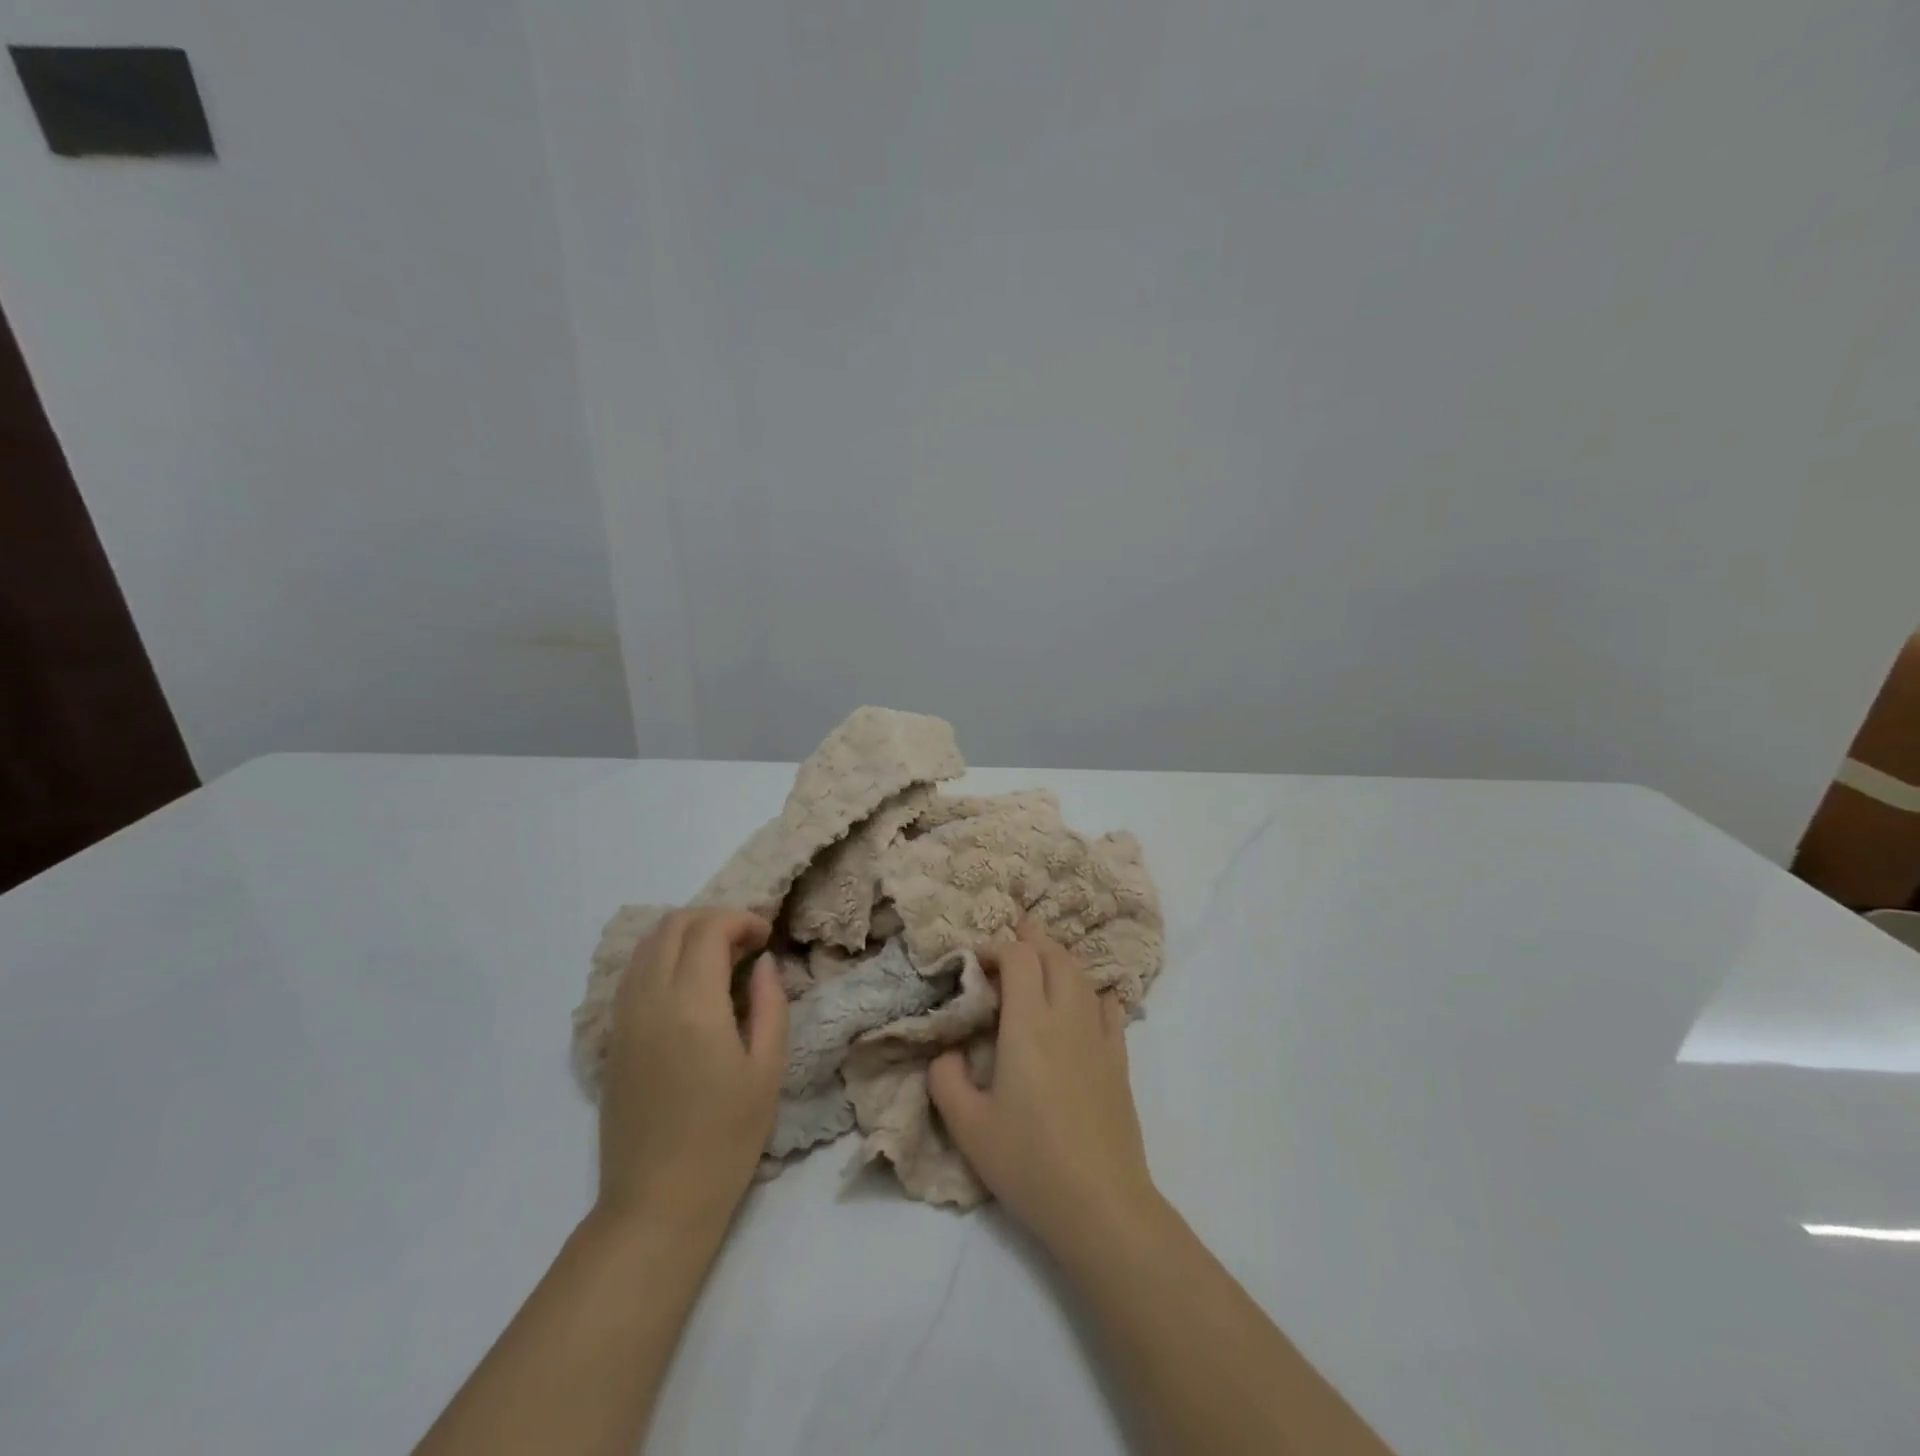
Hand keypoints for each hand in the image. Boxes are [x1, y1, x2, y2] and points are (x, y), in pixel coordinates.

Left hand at [596, 909, 787, 1239]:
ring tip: (719, 960)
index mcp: (692, 1004)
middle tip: (746, 945)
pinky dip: (661, 958)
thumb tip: (764, 963)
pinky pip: (633, 974)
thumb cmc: (725, 1139)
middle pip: (673, 925)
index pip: (708, 929)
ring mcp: (624, 1018)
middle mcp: (650, 999)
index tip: (766, 938)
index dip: (741, 920)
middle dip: (713, 920)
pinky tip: (688, 985)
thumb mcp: (767, 1069)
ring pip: (647, 944)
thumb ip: (770, 1004)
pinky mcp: (613, 1039)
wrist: (656, 1204)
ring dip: (685, 936)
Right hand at [928, 922, 1159, 1253]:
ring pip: (1082, 975)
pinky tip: (1080, 1003)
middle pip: (1055, 954)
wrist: (1101, 1204)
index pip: (1019, 957)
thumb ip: (945, 1080)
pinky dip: (1090, 990)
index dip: (997, 947)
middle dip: (1030, 939)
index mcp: (1028, 1024)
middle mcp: (1066, 1017)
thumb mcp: (968, 1127)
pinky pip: (1108, 1005)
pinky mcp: (1119, 1059)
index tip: (977, 961)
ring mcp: (1099, 1036)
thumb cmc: (1029, 1162)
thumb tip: (946, 1052)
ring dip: (1058, 959)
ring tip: (1039, 966)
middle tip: (1008, 943)